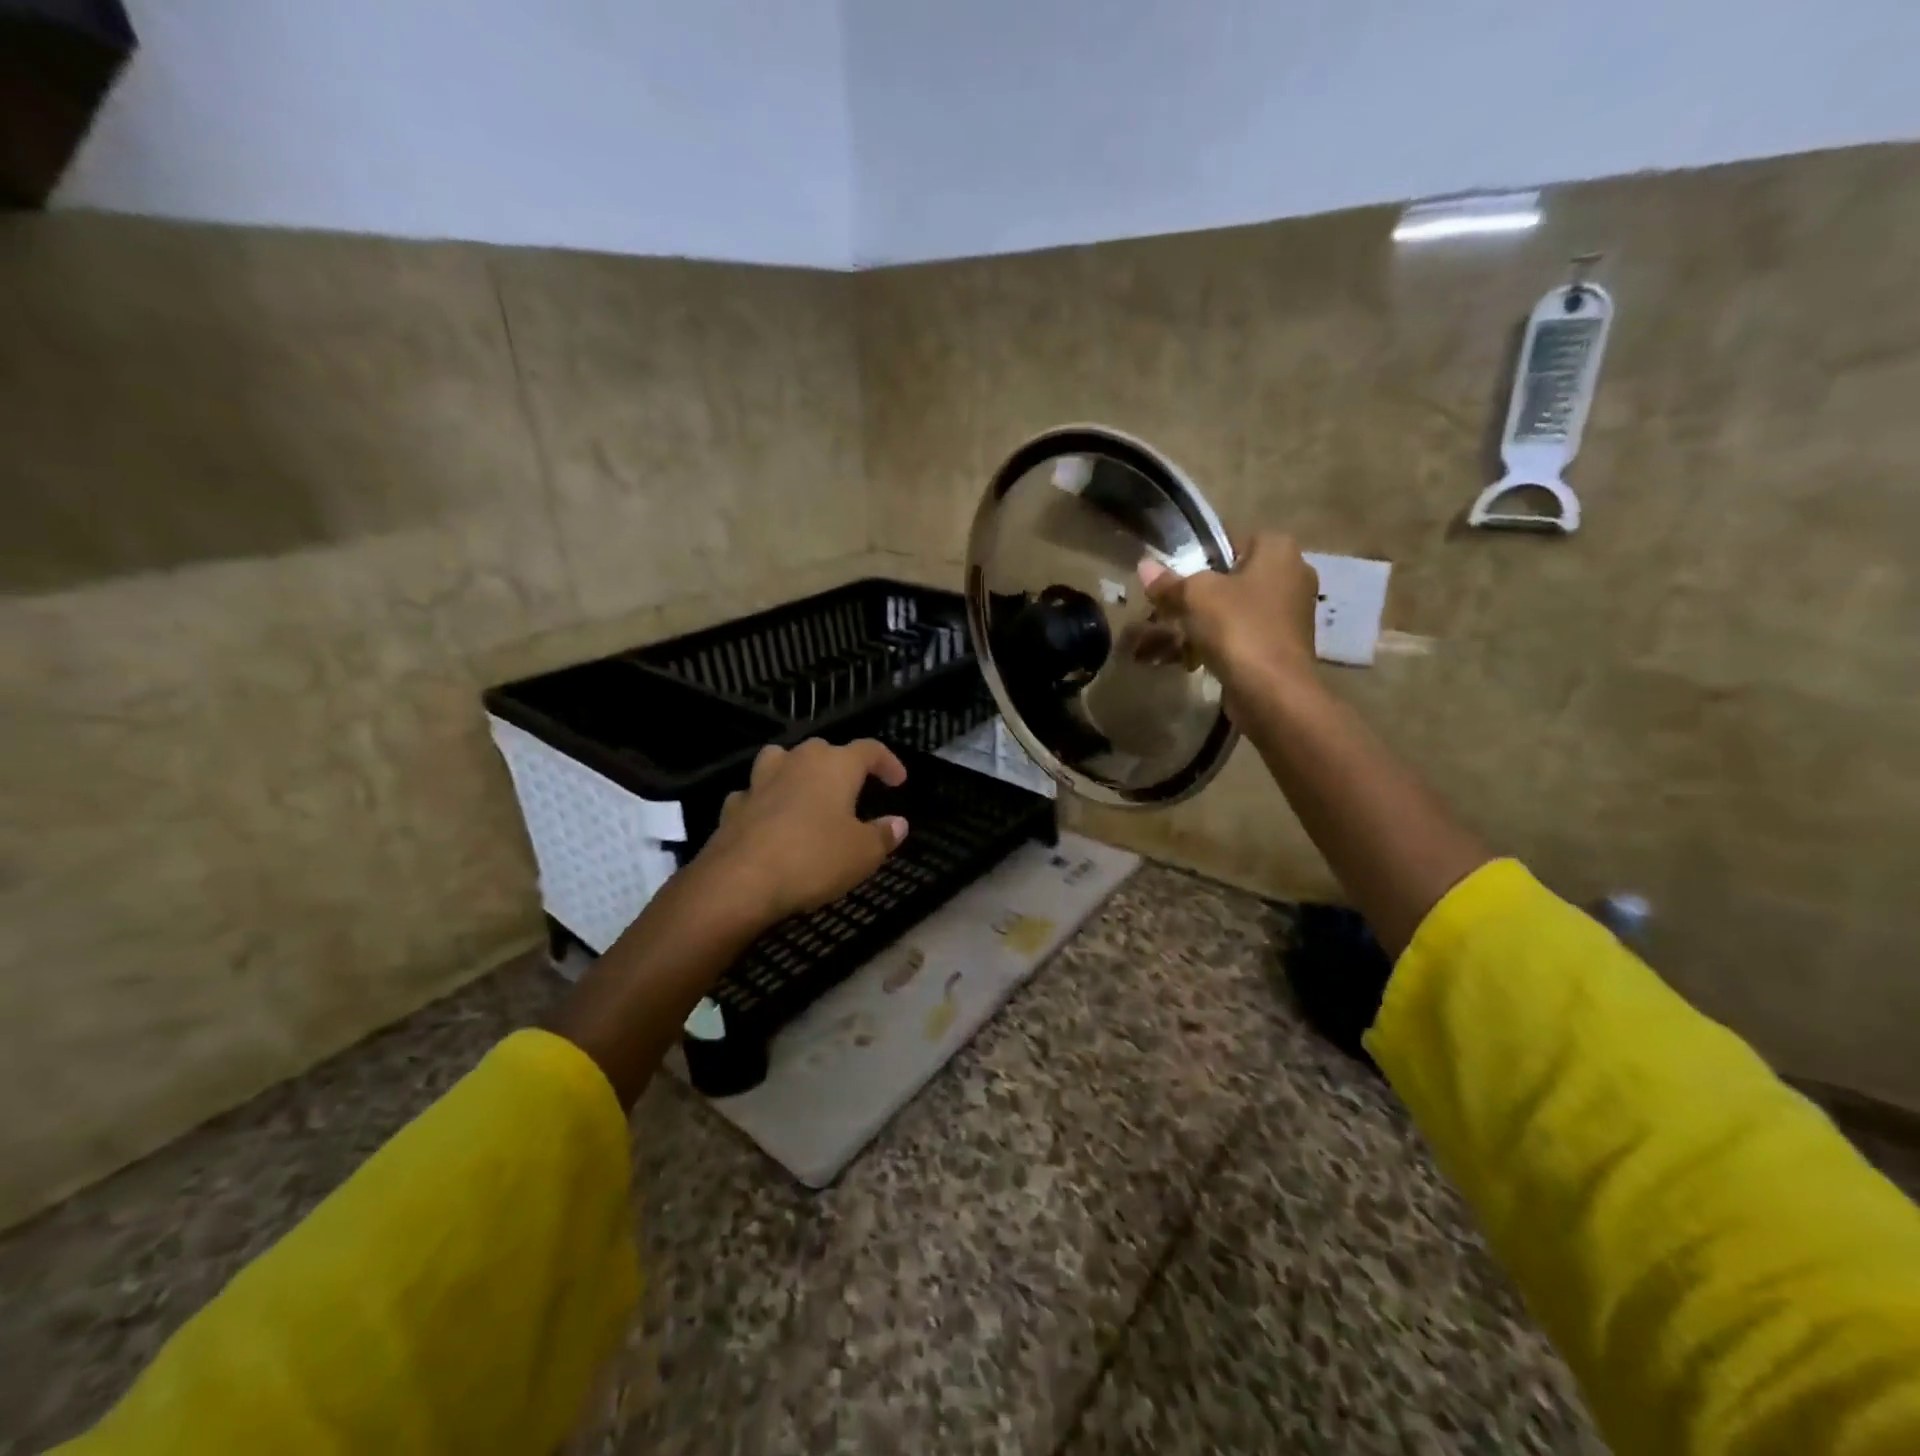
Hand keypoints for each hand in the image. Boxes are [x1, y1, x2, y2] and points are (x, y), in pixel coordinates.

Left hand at [694, 738, 909, 924]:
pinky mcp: (732, 807)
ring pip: (780, 761)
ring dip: (796, 772)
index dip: (887, 762)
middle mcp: (796, 762)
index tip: (898, 781)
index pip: (869, 749)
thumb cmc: (813, 859)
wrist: (739, 882)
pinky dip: (766, 803)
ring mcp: (759, 781)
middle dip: (841, 765)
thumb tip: (898, 823)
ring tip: (807, 793)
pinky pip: (755, 794)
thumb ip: (883, 835)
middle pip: (823, 750)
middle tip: (853, 791)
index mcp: (835, 766)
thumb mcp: (863, 854)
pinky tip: (771, 823)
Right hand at [1137, 532, 1319, 700]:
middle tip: (1166, 612)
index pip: (1228, 541)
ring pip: (1234, 610)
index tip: (1171, 581)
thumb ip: (1168, 581)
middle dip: (1196, 597)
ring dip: (1203, 624)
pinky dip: (1219, 644)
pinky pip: (1243, 635)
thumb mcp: (1194, 596)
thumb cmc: (1237, 628)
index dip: (1195, 559)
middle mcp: (1292, 574)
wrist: (1272, 690)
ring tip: (1172, 640)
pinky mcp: (1283, 645)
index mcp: (1278, 549)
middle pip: (1230, 579)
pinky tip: (1192, 660)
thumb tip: (1144, 566)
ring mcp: (1290, 612)